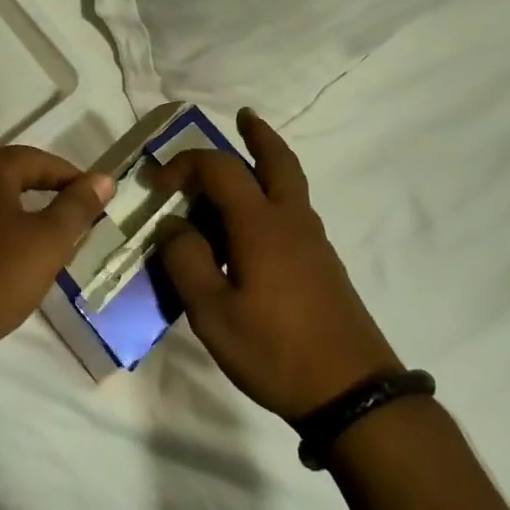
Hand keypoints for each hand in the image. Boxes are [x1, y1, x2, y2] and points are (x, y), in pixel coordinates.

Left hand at [0, 146, 113, 382]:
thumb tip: (103, 178)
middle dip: (43, 191)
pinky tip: (1, 252)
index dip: (71, 179)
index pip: (39, 161)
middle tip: (70, 217)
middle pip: (10, 173)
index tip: (94, 200)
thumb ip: (77, 206)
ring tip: (40, 237)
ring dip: (15, 209)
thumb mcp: (48, 242)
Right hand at [153, 110, 399, 420]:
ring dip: (266, 163)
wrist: (353, 392)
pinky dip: (271, 197)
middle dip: (258, 134)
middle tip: (242, 116)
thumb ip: (186, 262)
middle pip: (277, 160)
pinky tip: (251, 229)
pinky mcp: (323, 264)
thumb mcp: (213, 314)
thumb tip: (172, 226)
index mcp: (260, 224)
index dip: (183, 166)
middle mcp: (290, 220)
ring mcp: (312, 241)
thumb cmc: (275, 350)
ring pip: (289, 184)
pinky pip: (293, 212)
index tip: (156, 185)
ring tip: (240, 167)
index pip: (218, 168)